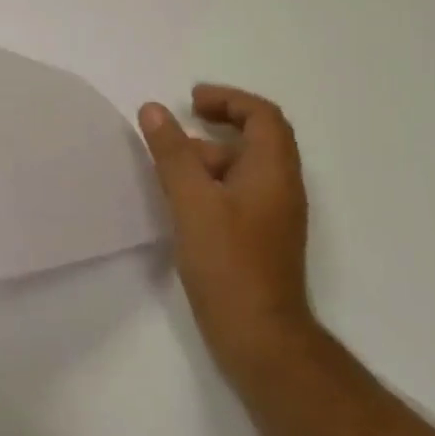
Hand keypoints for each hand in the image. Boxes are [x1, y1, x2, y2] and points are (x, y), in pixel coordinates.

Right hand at [138, 85, 313, 376]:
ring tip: (167, 170)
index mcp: (273, 172)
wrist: (259, 335)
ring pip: (244, 170)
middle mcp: (280, 188)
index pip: (263, 117)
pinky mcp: (259, 239)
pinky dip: (210, 185)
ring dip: (209, 159)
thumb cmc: (228, 262)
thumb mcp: (193, 201)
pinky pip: (237, 195)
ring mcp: (272, 216)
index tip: (191, 101)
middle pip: (256, 140)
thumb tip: (154, 109)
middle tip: (174, 134)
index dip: (229, 100)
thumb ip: (173, 153)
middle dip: (215, 128)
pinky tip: (180, 203)